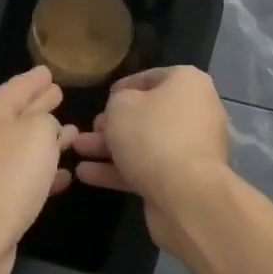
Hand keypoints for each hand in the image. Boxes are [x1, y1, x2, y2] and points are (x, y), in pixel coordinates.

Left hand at [0, 66, 76, 273]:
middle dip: (40, 106)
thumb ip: (47, 120)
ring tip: (72, 135)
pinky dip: (43, 171)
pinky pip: (23, 174)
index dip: (35, 79)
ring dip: (46, 141)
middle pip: (17, 113)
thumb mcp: (38, 131)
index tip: (49, 71)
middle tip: (60, 95)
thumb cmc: (11, 171)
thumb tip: (48, 128)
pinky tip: (65, 176)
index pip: (18, 86)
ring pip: (22, 145)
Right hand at [70, 66, 233, 255]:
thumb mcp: (121, 106)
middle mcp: (196, 112)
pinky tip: (87, 174)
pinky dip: (120, 170)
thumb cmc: (152, 135)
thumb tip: (122, 108)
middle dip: (113, 123)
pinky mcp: (183, 180)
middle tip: (88, 129)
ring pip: (145, 143)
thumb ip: (117, 101)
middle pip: (148, 114)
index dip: (123, 87)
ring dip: (110, 148)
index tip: (102, 99)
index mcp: (188, 84)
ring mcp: (191, 149)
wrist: (186, 195)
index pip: (151, 77)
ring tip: (77, 150)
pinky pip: (148, 168)